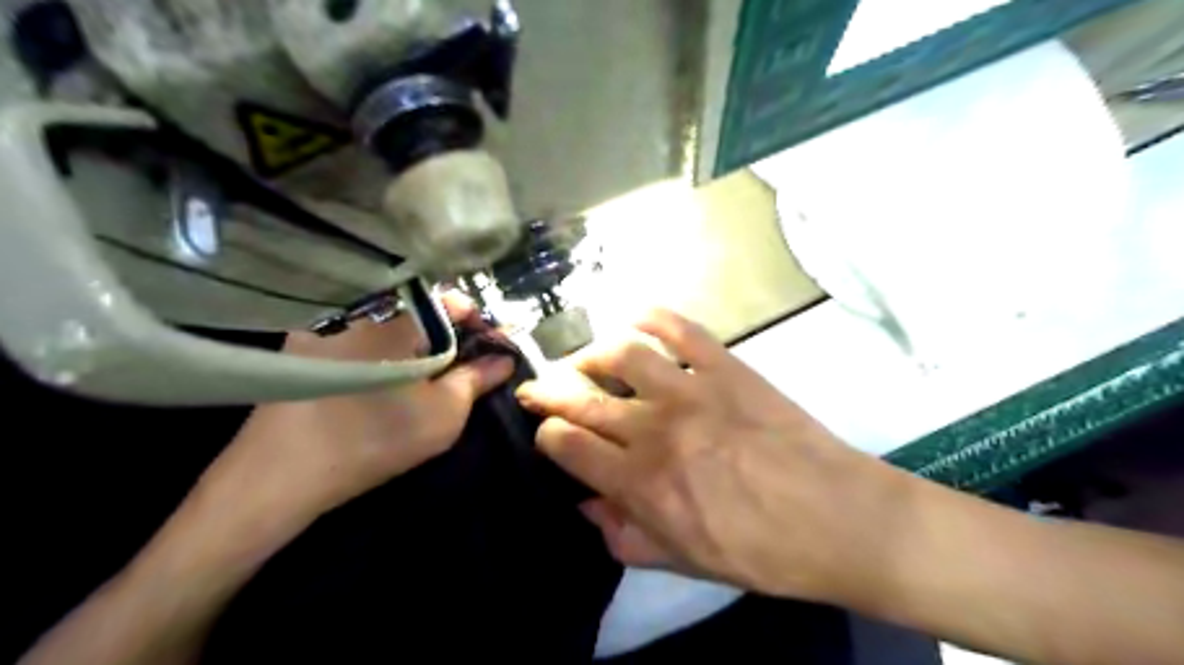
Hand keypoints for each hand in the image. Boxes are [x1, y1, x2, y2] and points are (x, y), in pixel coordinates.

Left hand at [194, 293, 514, 537]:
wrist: (281, 472)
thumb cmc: (375, 437)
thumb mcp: (444, 412)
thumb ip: (478, 378)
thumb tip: (504, 358)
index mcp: (399, 313)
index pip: (453, 301)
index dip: (478, 324)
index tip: (491, 349)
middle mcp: (363, 304)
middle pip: (421, 307)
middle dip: (449, 332)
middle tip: (461, 366)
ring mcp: (330, 319)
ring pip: (390, 319)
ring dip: (416, 338)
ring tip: (427, 372)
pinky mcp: (306, 339)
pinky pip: (360, 329)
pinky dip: (383, 344)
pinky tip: (386, 373)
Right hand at [519, 310, 908, 598]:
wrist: (837, 518)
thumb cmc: (761, 551)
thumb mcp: (684, 561)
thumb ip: (626, 536)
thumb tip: (588, 505)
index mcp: (640, 482)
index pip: (566, 444)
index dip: (546, 436)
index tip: (549, 435)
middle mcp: (654, 428)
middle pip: (580, 396)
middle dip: (549, 391)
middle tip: (539, 387)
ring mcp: (691, 390)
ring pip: (620, 353)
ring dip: (592, 353)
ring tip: (587, 360)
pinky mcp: (726, 366)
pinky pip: (680, 328)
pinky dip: (652, 315)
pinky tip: (635, 318)